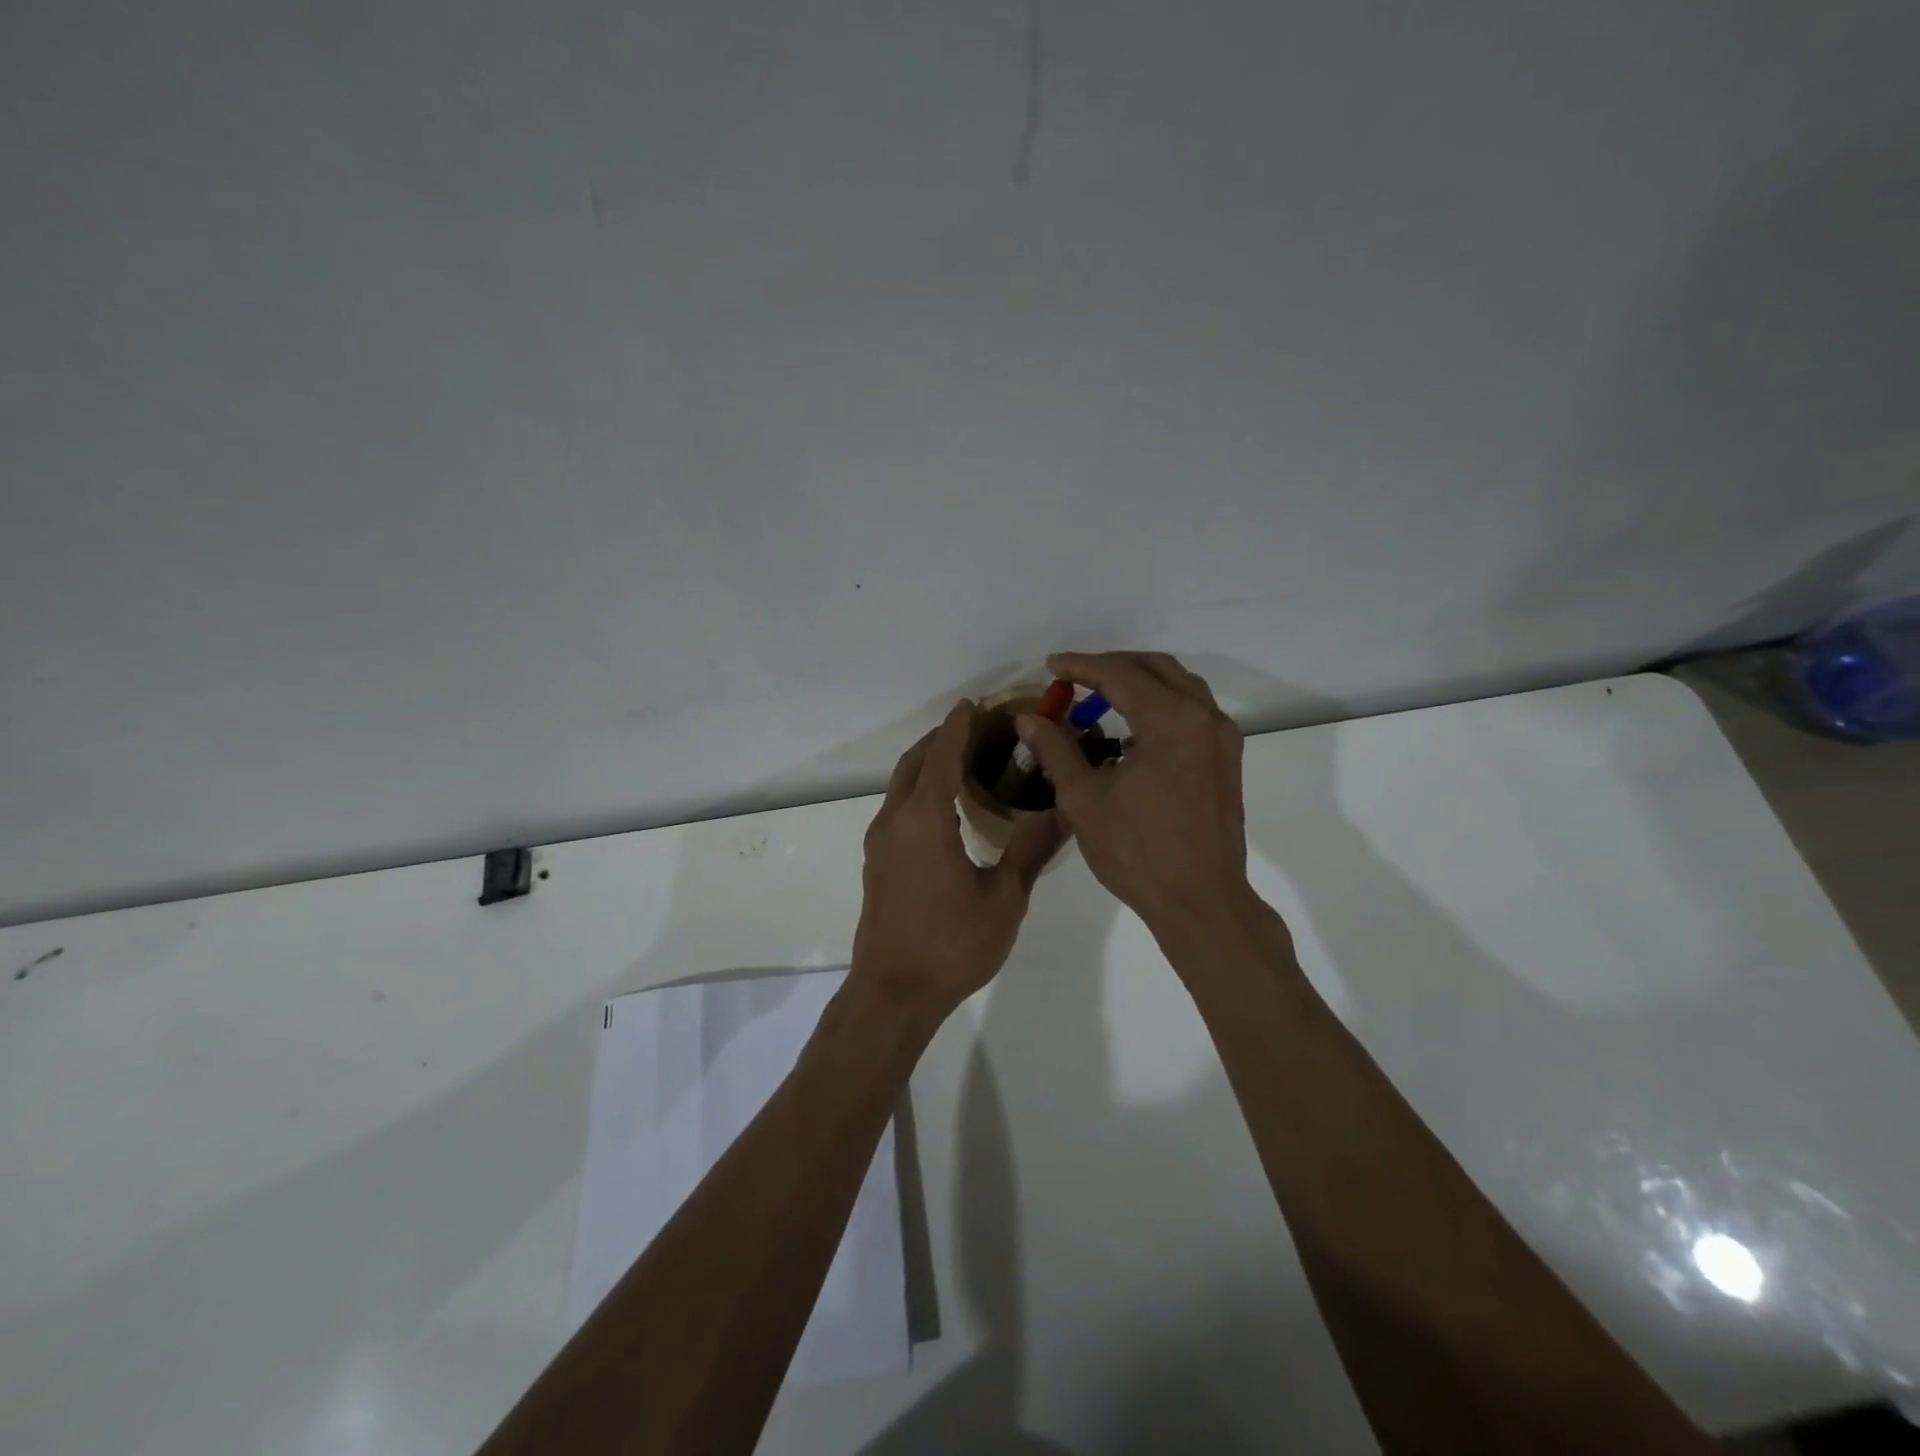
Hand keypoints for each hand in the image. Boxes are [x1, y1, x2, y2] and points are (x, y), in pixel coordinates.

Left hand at [851, 700, 1064, 1021]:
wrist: (893, 992)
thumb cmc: (952, 944)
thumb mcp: (1004, 899)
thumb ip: (1031, 850)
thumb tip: (1064, 811)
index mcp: (925, 820)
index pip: (942, 757)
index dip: (958, 727)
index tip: (974, 704)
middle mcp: (895, 820)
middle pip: (914, 763)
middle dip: (941, 739)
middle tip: (976, 728)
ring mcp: (880, 842)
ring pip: (901, 784)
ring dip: (927, 764)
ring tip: (964, 760)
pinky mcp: (877, 862)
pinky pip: (897, 807)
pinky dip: (919, 789)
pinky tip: (945, 807)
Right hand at [1018, 652, 1252, 936]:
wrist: (1201, 902)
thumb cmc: (1137, 852)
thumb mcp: (1083, 799)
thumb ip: (1056, 749)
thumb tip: (1029, 719)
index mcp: (1171, 721)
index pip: (1120, 674)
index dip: (1080, 666)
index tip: (1051, 666)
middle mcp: (1204, 718)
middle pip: (1155, 669)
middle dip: (1112, 666)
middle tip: (1074, 677)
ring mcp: (1222, 738)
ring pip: (1179, 686)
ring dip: (1139, 682)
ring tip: (1100, 695)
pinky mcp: (1227, 759)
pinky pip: (1192, 712)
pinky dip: (1160, 705)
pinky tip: (1133, 730)